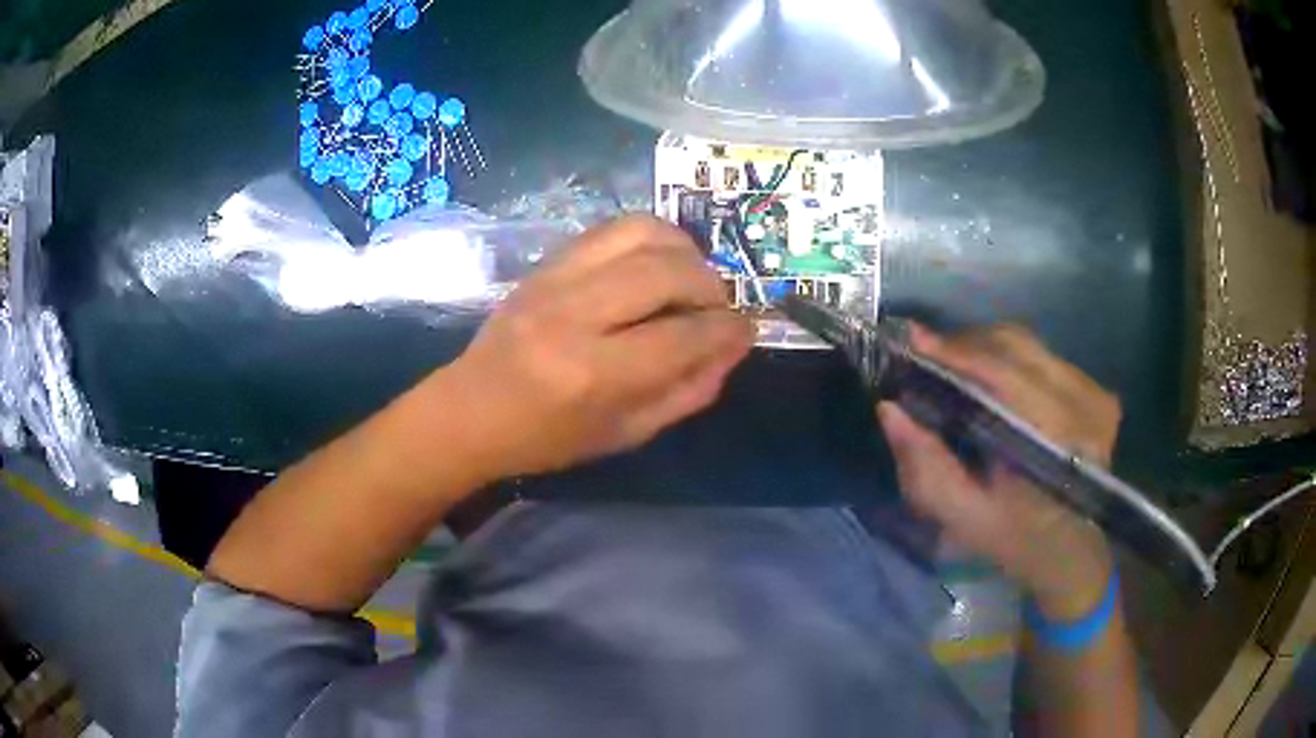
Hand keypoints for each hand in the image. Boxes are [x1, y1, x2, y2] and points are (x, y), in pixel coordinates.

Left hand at [442, 215, 753, 480]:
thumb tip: (734, 346)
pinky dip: (649, 238)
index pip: (683, 336)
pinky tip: (656, 263)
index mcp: (593, 374)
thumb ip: (687, 391)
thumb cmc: (548, 437)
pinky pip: (612, 228)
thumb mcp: (626, 434)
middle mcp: (575, 315)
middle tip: (717, 307)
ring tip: (690, 278)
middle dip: (710, 286)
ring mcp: (555, 279)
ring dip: (684, 249)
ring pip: (641, 232)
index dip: (727, 330)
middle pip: (667, 271)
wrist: (470, 409)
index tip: (746, 329)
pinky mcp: (546, 262)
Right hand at [876, 324, 1120, 620]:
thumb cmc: (1016, 541)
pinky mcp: (1096, 390)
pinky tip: (989, 376)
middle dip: (964, 344)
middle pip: (1015, 346)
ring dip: (984, 347)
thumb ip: (926, 470)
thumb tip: (890, 410)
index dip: (955, 354)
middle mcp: (1083, 405)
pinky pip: (1043, 354)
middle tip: (925, 354)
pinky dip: (1008, 356)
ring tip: (952, 363)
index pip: (1003, 375)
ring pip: (1028, 344)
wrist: (1074, 552)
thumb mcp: (964, 518)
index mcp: (1056, 442)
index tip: (912, 340)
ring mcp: (1095, 394)